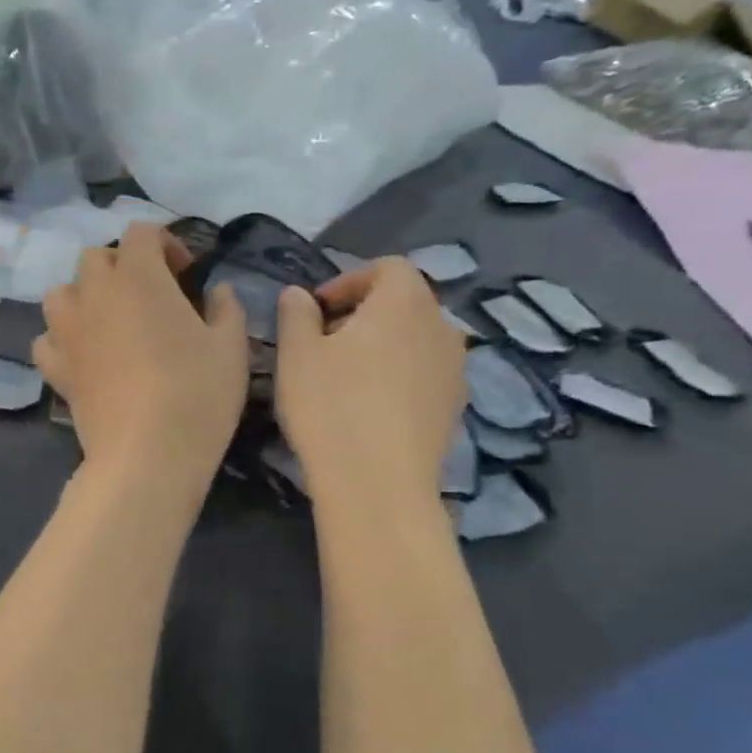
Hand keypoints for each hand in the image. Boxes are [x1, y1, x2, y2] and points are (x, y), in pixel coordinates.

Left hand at [33, 223, 247, 487]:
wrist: (147, 453)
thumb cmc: (197, 393)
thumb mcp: (232, 347)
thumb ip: (227, 307)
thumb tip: (218, 290)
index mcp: (139, 277)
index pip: (141, 232)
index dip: (165, 244)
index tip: (186, 273)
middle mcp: (95, 293)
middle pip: (96, 258)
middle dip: (122, 266)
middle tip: (149, 296)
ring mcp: (68, 331)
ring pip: (61, 293)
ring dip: (83, 296)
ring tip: (109, 321)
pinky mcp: (56, 368)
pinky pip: (47, 339)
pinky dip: (62, 339)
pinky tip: (83, 355)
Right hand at [274, 259, 466, 502]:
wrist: (379, 485)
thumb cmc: (332, 407)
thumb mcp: (296, 354)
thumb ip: (296, 314)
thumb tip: (299, 295)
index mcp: (405, 301)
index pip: (387, 267)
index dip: (348, 281)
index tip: (316, 310)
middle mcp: (442, 326)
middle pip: (404, 303)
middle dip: (364, 315)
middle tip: (325, 343)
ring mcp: (455, 370)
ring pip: (415, 341)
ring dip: (383, 347)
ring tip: (346, 377)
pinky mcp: (455, 408)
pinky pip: (424, 376)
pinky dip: (398, 378)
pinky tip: (369, 408)